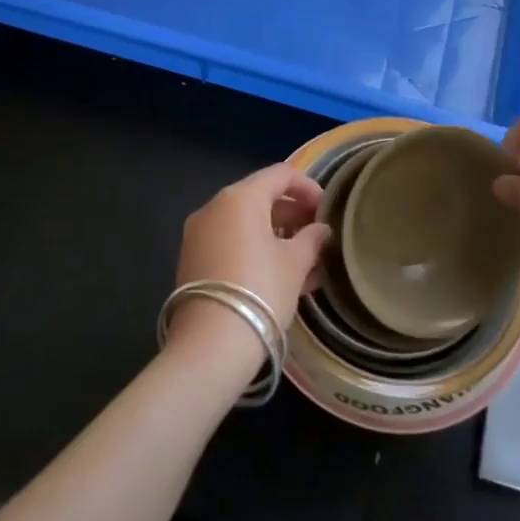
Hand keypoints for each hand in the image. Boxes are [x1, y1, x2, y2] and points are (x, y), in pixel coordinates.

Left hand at [168, 165, 329, 360]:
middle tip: (318, 236)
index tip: (327, 209)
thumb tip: (321, 230)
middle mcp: (214, 207)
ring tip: (305, 261)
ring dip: (276, 235)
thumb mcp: (295, 263)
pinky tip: (279, 276)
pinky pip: (231, 243)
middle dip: (293, 214)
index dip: (308, 187)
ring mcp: (199, 235)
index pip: (281, 174)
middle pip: (261, 197)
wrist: (210, 346)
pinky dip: (255, 250)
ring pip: (245, 224)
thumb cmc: (261, 291)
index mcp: (240, 197)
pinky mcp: (192, 261)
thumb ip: (312, 239)